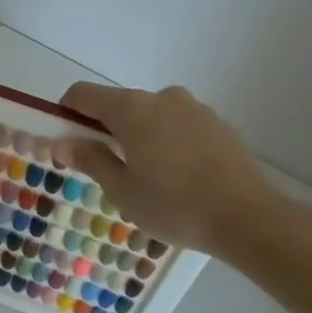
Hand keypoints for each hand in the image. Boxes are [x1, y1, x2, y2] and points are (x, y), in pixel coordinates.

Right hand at [54, 83, 279, 255]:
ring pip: (150, 114)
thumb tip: (61, 143)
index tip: (65, 138)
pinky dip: (167, 139)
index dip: (66, 111)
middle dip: (104, 128)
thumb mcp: (122, 190)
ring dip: (138, 134)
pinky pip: (177, 123)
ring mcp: (193, 107)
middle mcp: (160, 97)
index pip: (83, 94)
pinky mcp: (217, 122)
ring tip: (148, 175)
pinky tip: (178, 174)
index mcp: (131, 109)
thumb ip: (90, 159)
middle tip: (106, 167)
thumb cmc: (175, 206)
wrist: (250, 218)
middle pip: (118, 103)